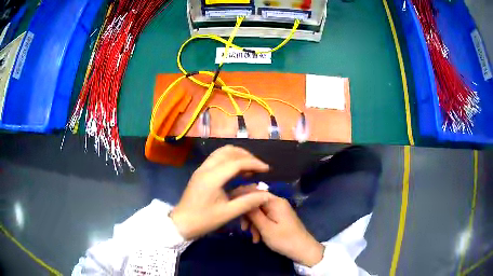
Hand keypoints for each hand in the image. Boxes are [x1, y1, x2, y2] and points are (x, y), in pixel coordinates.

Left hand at [170, 145, 272, 239]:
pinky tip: (237, 171)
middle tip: (259, 167)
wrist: (181, 223)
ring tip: (250, 167)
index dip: (254, 163)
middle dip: (246, 155)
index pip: (237, 162)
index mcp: (212, 177)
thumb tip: (267, 194)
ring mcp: (201, 169)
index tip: (267, 169)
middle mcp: (206, 168)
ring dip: (237, 155)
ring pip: (221, 152)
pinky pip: (216, 158)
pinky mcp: (200, 173)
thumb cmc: (203, 220)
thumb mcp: (228, 213)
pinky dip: (229, 159)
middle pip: (228, 151)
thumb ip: (248, 202)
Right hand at [247, 195, 324, 266]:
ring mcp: (278, 210)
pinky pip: (265, 218)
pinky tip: (258, 238)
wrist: (303, 250)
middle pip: (255, 203)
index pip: (254, 192)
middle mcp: (277, 203)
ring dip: (253, 224)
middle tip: (244, 229)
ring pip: (259, 212)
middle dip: (247, 216)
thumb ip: (253, 213)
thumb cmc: (284, 239)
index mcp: (275, 202)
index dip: (240, 196)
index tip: (229, 204)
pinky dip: (259, 227)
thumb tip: (241, 199)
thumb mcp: (265, 228)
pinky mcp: (279, 218)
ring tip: (253, 238)